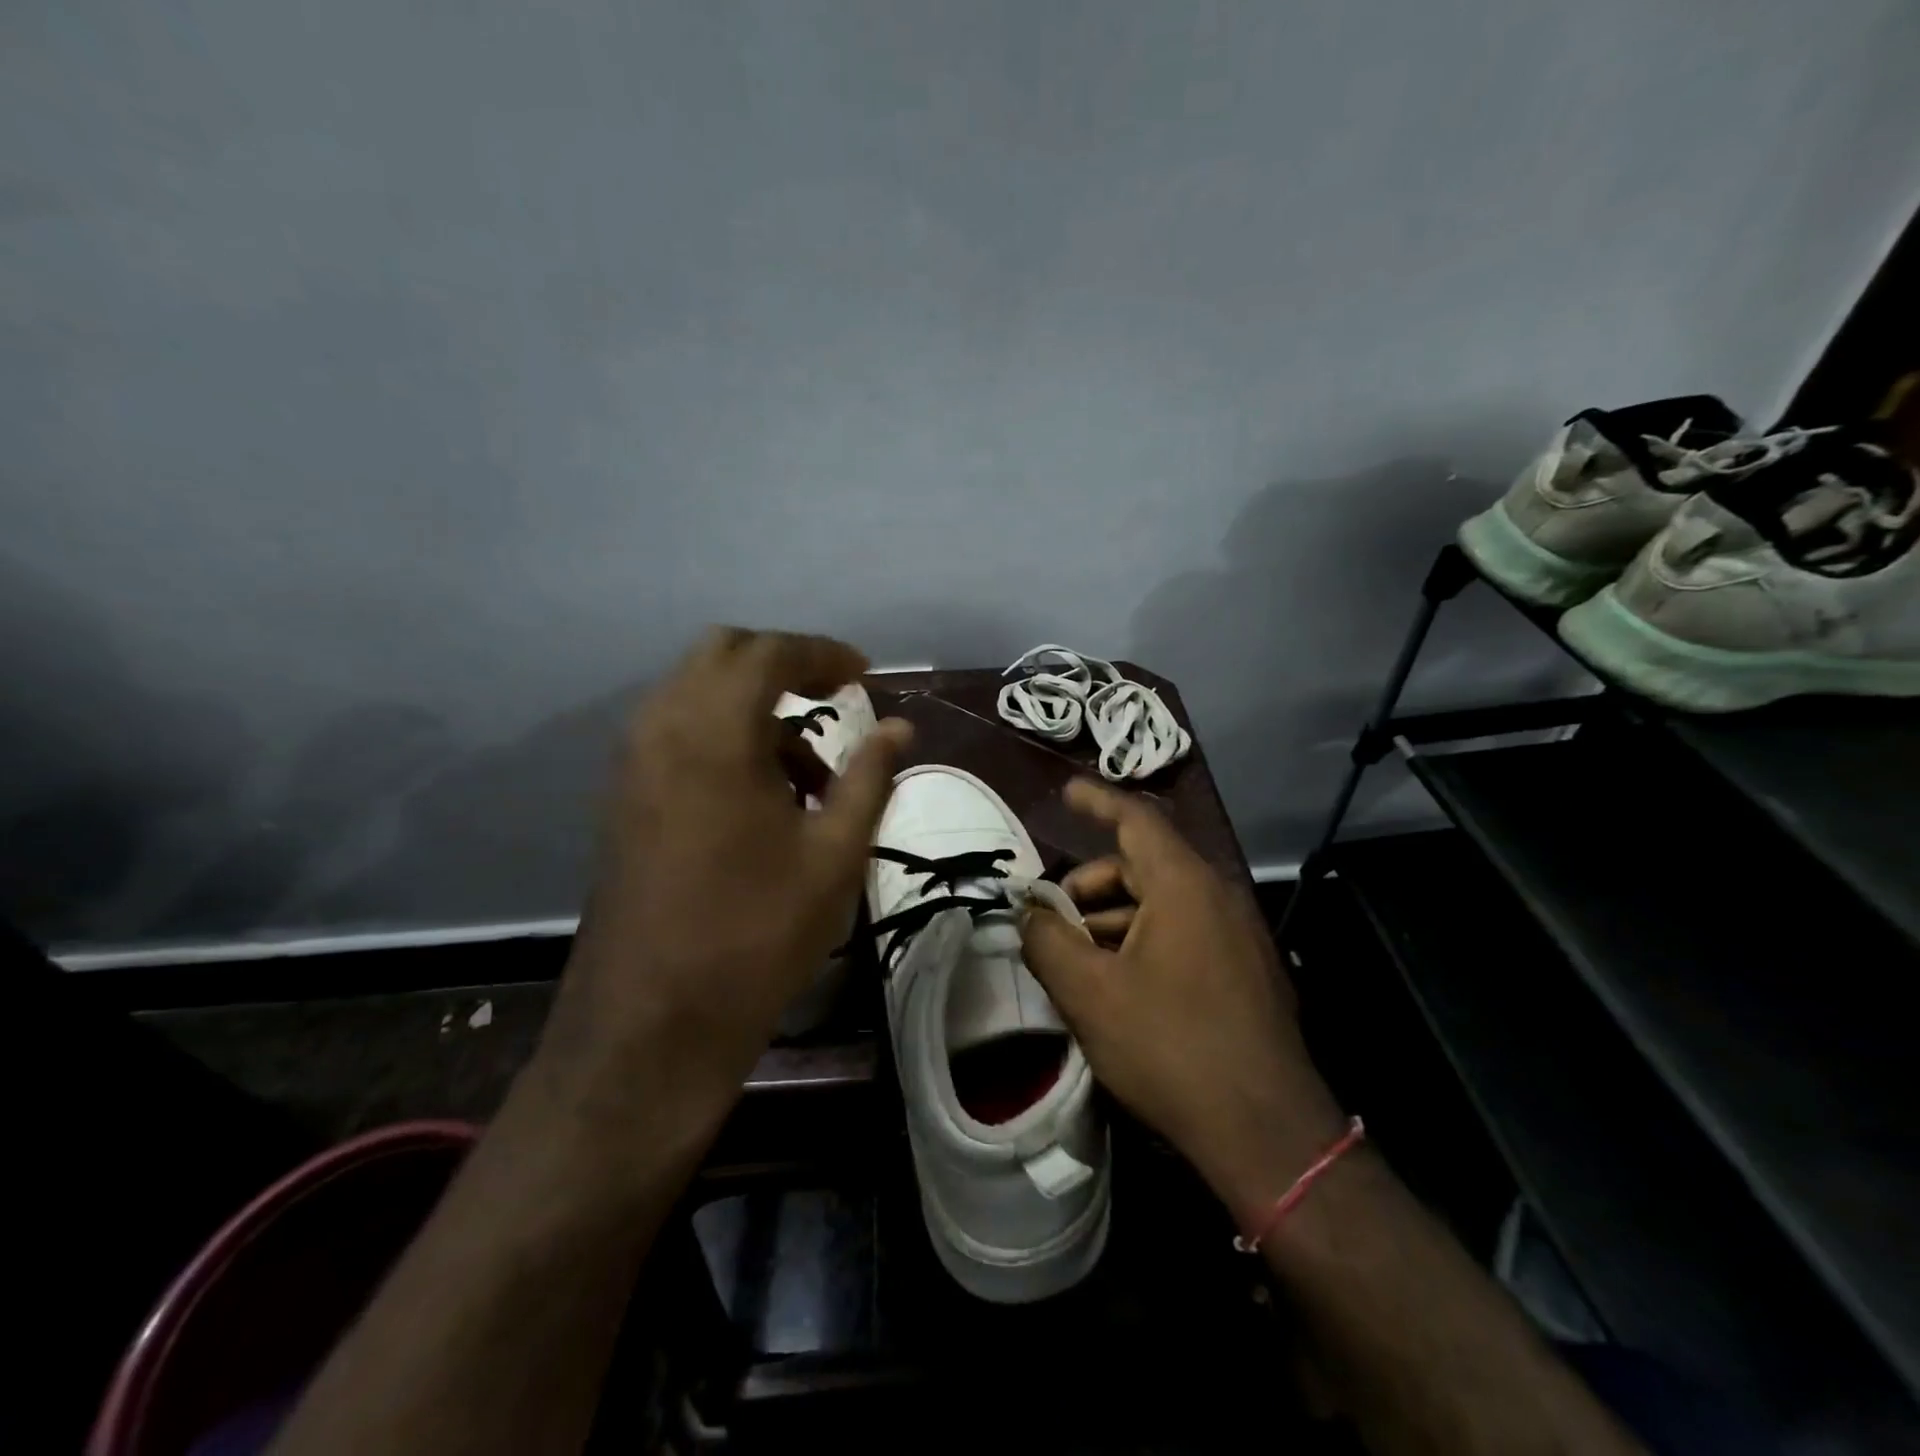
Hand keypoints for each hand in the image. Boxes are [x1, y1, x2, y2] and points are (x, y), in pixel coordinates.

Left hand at [539, 627, 910, 1142]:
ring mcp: (633, 762)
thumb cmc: (757, 933)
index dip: (824, 654)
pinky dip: (725, 737)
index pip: (770, 652)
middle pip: (723, 655)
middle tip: (834, 699)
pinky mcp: (623, 797)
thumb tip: (900, 727)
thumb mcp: (835, 853)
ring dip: (755, 708)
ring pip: (697, 694)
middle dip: (783, 665)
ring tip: (810, 774)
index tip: (865, 674)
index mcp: (713, 731)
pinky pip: (678, 733)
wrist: (653, 1024)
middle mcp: (661, 727)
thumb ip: (868, 777)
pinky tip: (763, 799)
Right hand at [1021, 779, 1345, 1224]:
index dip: (1096, 800)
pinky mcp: (1244, 971)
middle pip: (1142, 865)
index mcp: (1184, 885)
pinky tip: (1115, 984)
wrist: (1267, 1133)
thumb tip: (1028, 913)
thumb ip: (1048, 941)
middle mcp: (1217, 896)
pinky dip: (1142, 941)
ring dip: (1112, 920)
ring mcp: (1236, 935)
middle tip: (1051, 920)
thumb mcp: (1090, 993)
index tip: (1065, 792)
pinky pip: (1183, 933)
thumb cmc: (1171, 1048)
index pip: (1136, 819)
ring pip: (1161, 904)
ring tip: (1076, 961)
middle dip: (1090, 885)